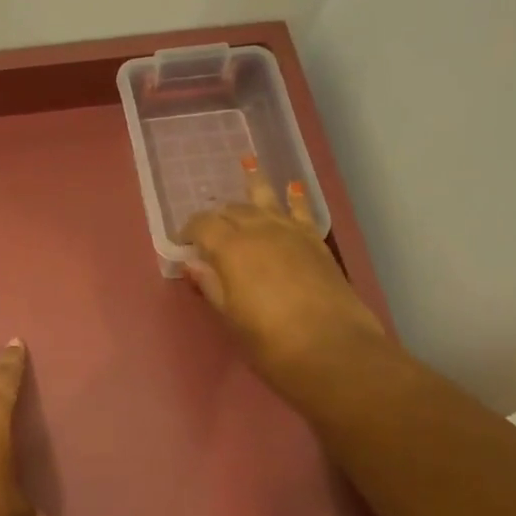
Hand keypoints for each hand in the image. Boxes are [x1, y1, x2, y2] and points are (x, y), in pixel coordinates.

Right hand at [183, 159, 387, 407]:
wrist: (333, 352)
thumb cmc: (270, 342)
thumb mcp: (231, 317)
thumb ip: (212, 285)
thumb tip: (193, 264)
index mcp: (231, 248)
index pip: (203, 225)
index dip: (189, 231)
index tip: (183, 243)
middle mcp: (260, 230)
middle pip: (232, 211)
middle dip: (216, 215)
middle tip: (207, 228)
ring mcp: (291, 233)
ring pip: (266, 200)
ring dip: (254, 184)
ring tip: (247, 162)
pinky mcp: (316, 243)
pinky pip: (301, 212)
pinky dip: (295, 198)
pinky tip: (293, 187)